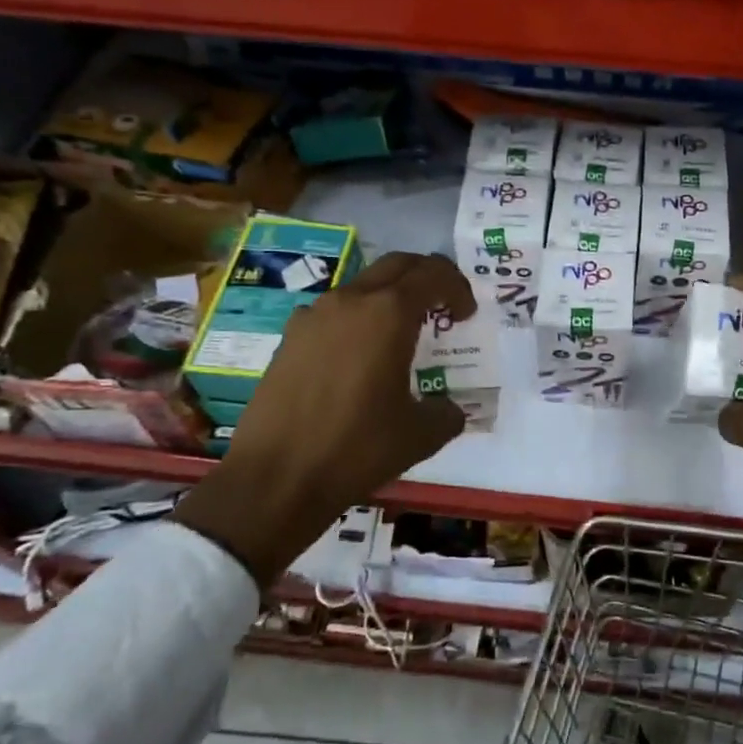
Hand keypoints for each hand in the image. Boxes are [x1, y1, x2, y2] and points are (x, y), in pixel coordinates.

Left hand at [177, 252, 476, 586]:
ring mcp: (313, 316)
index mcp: (389, 314)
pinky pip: (333, 313)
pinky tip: (358, 359)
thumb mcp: (421, 434)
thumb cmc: (357, 448)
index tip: (467, 314)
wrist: (276, 478)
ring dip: (389, 298)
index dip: (457, 288)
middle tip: (441, 306)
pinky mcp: (289, 339)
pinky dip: (357, 321)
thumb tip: (450, 409)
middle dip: (426, 278)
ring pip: (362, 286)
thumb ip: (447, 412)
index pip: (432, 275)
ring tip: (400, 335)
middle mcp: (350, 302)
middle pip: (397, 265)